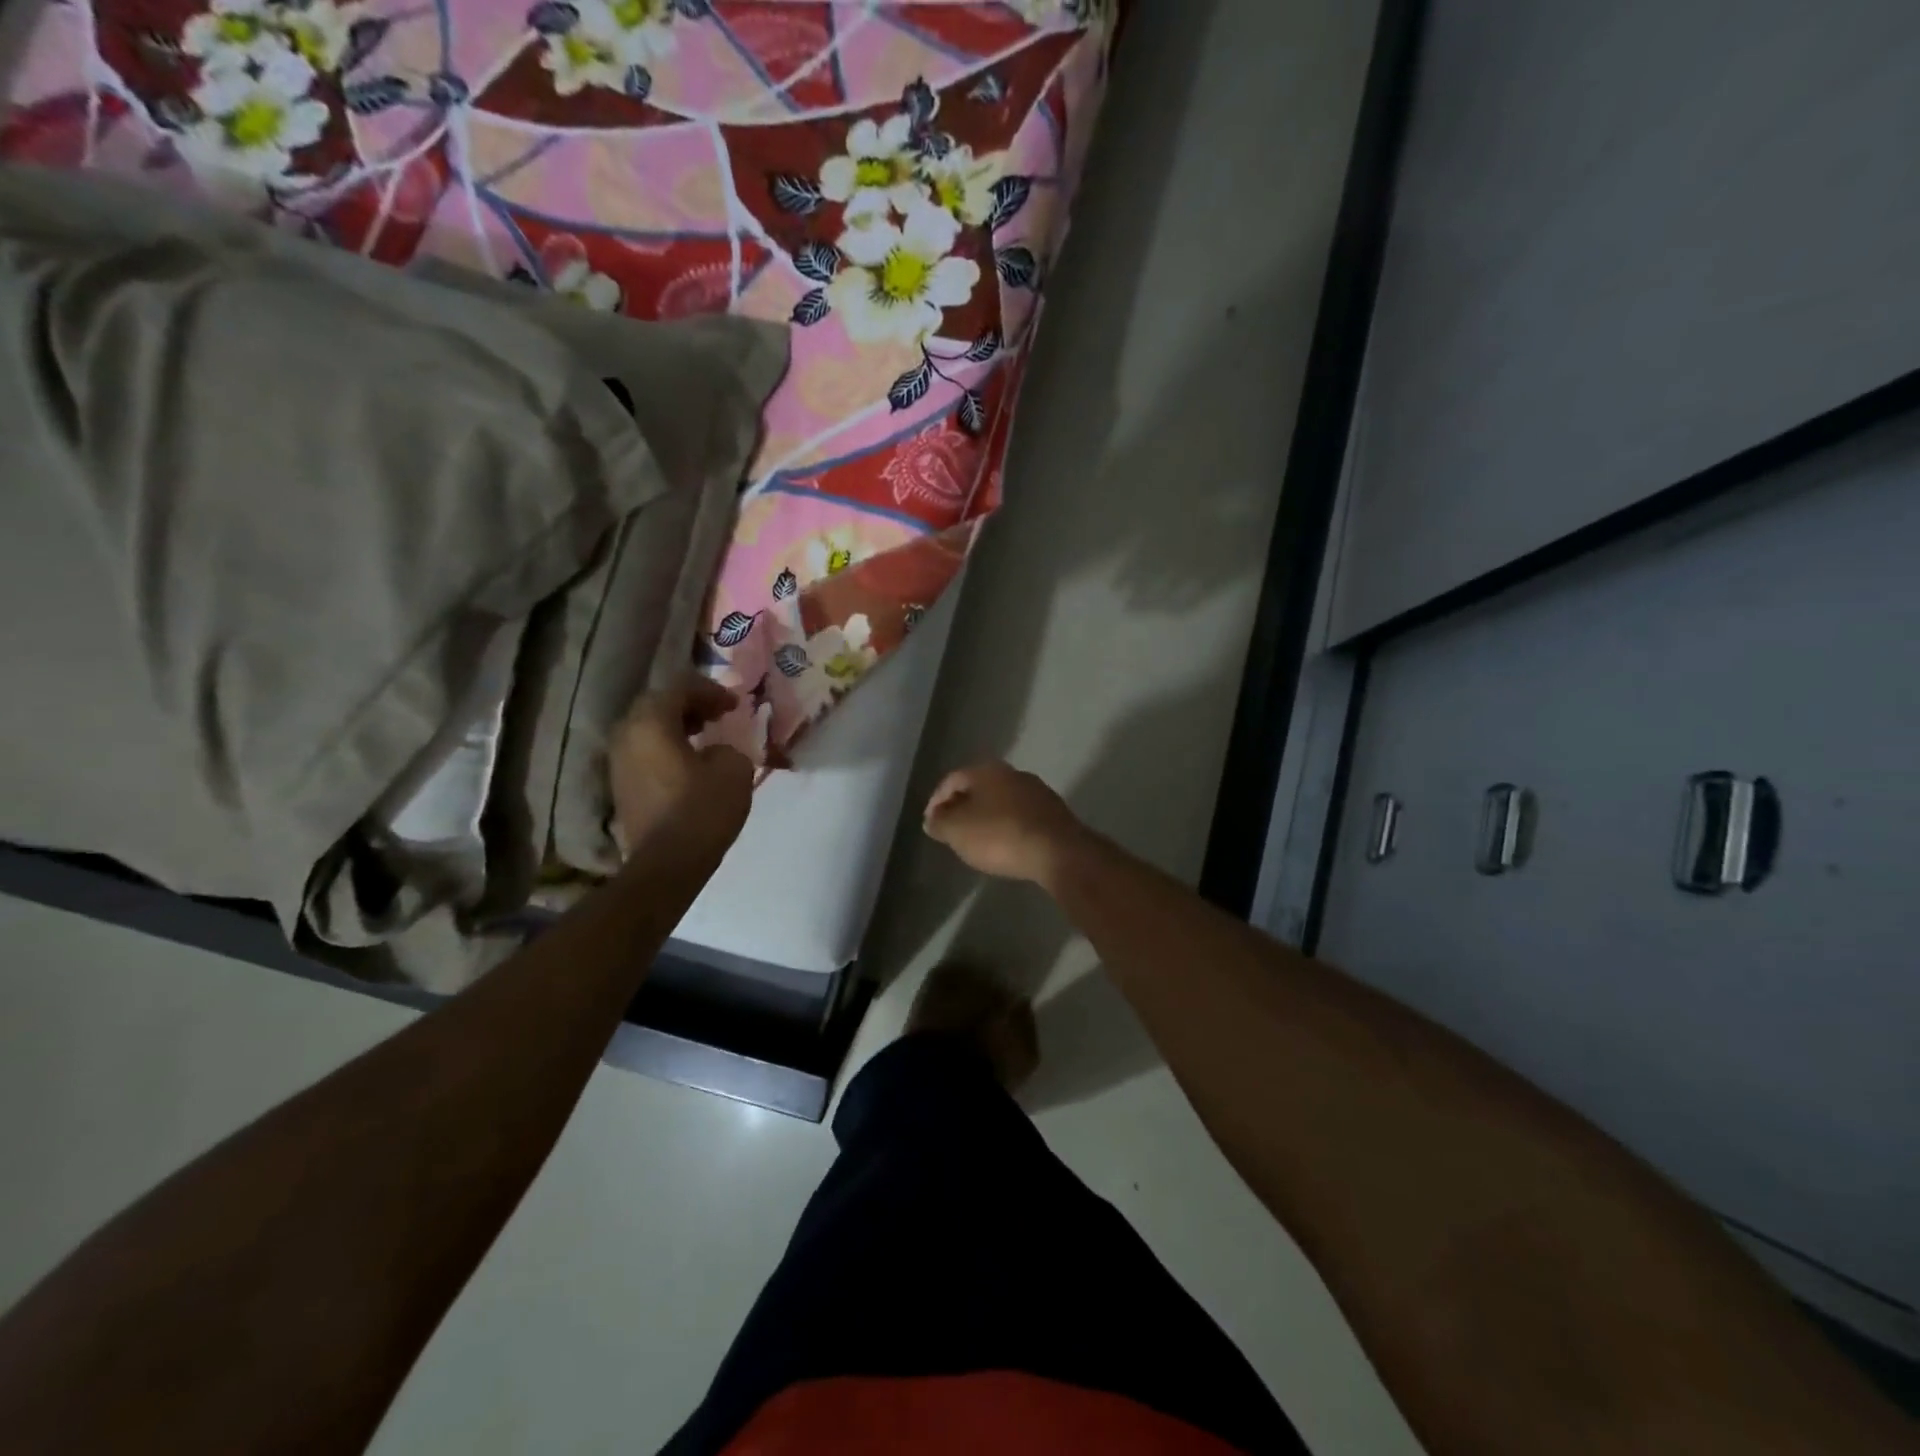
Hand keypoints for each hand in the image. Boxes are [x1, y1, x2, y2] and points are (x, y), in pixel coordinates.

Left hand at [608, 676, 753, 855]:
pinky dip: (668, 749)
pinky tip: (691, 763)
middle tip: (718, 714)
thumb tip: (715, 752)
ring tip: (706, 737)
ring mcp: (618, 763)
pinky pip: (646, 754)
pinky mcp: (622, 787)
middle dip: (690, 706)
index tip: (735, 704)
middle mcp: (626, 736)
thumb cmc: (702, 809)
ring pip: (648, 730)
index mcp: (650, 723)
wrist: (667, 864)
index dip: (711, 691)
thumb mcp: (734, 768)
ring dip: (677, 728)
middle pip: (657, 706)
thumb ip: (727, 747)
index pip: (680, 688)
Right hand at [922, 761, 1092, 888]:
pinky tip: (1005, 845)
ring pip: (1001, 801)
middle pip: (979, 787)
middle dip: (962, 807)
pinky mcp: (1054, 813)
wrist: (1058, 852)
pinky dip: (1007, 827)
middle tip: (951, 830)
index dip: (936, 801)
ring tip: (976, 840)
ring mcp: (1037, 792)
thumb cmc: (1000, 836)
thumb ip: (940, 823)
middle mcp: (1013, 773)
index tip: (930, 823)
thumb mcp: (957, 831)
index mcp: (987, 770)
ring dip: (986, 817)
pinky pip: (1020, 816)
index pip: (952, 780)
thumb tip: (932, 819)